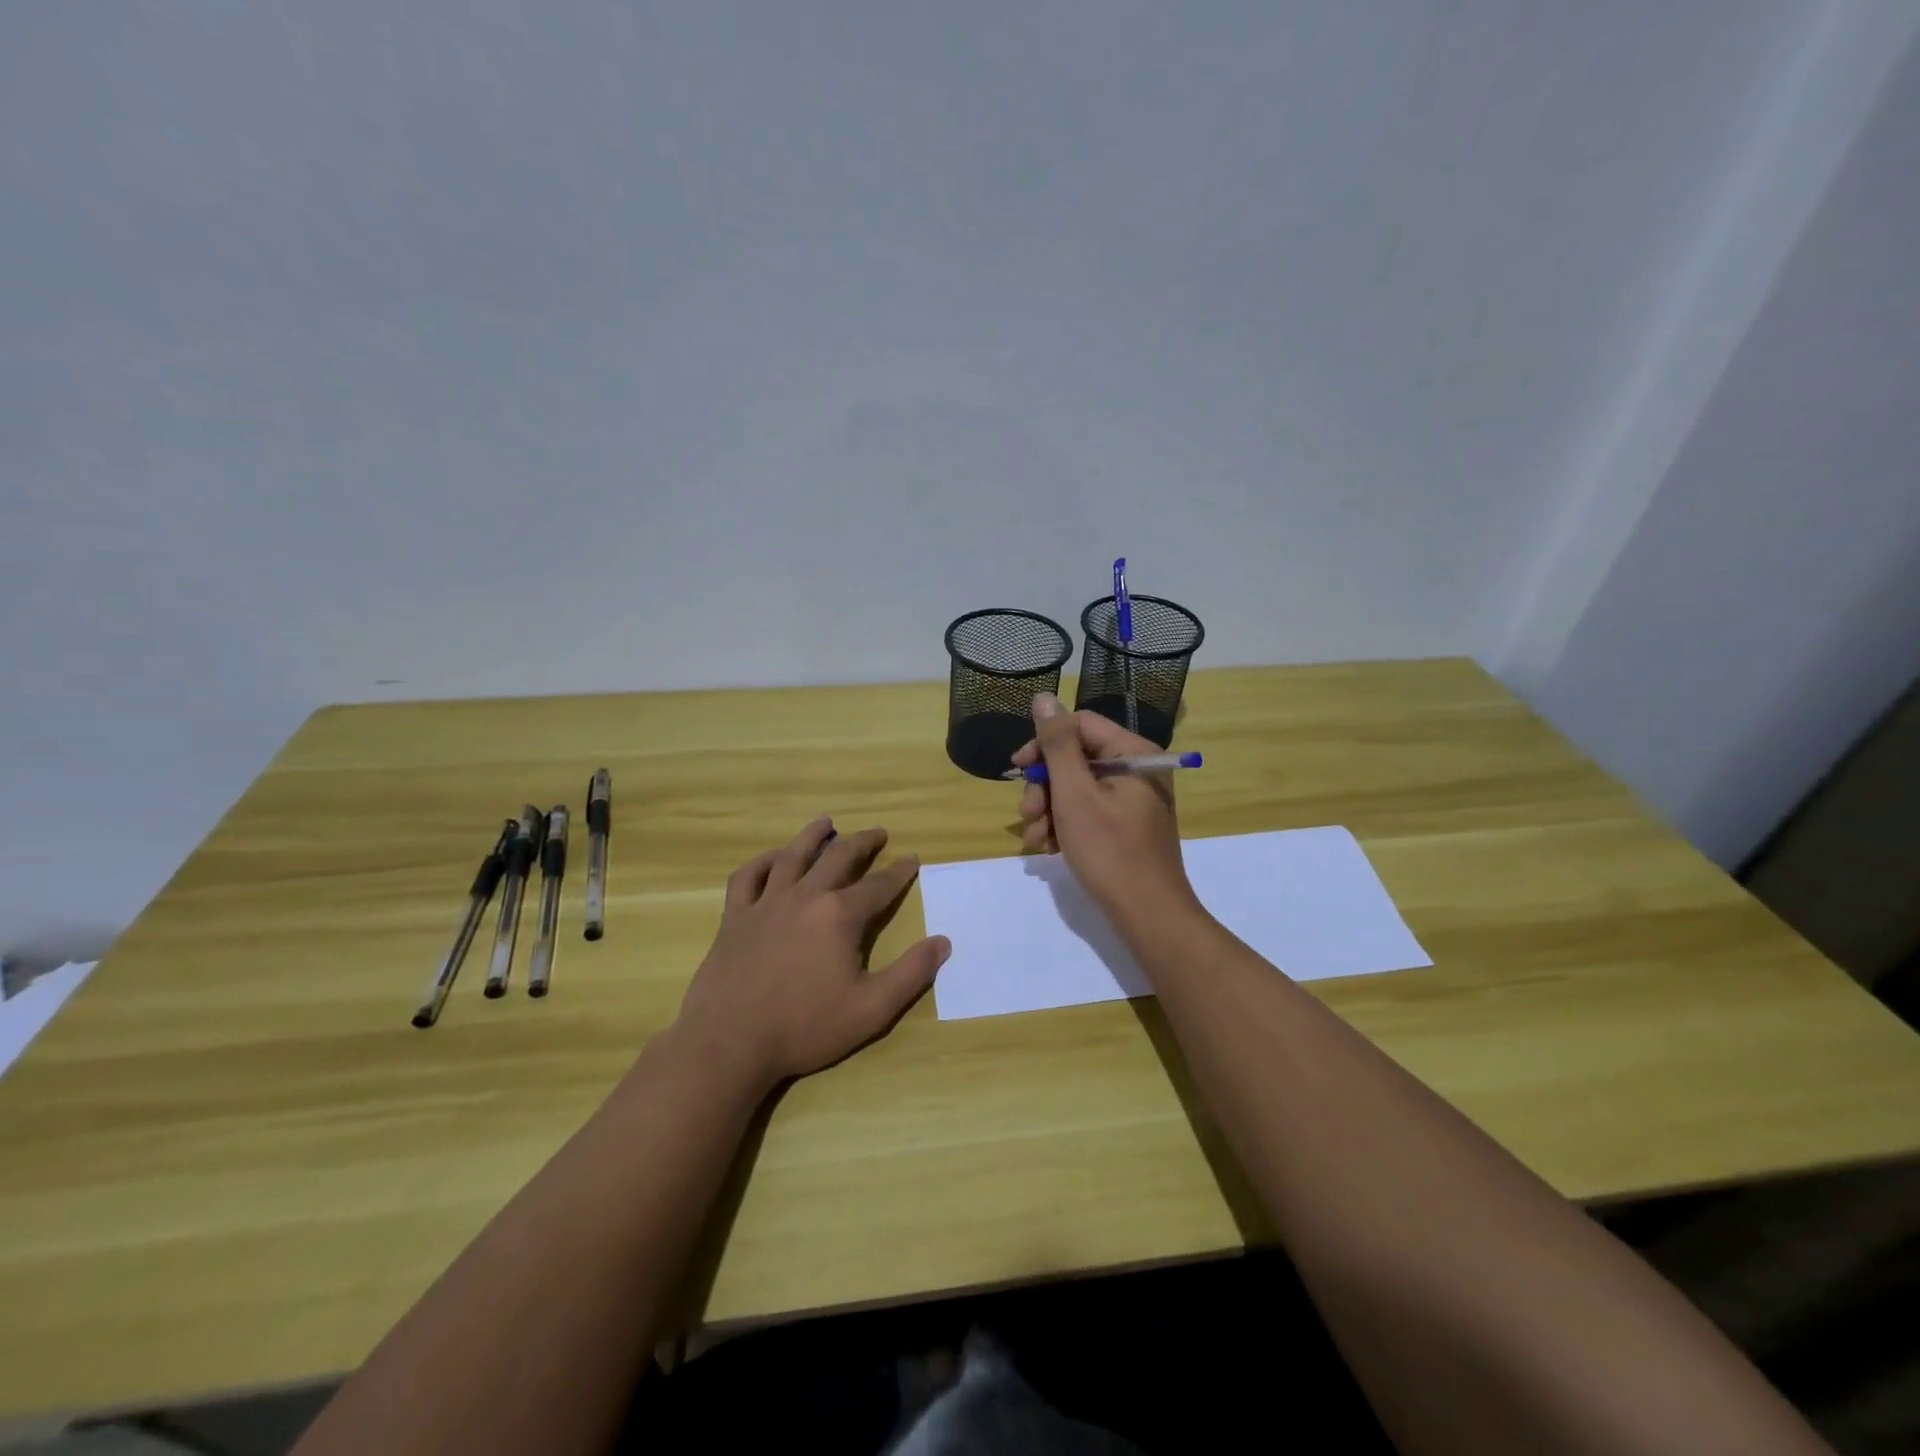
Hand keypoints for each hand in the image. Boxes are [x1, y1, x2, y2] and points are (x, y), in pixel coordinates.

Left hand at [670, 818, 949, 1094]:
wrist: (729, 1043)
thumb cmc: (805, 1027)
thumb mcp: (871, 1009)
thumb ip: (911, 973)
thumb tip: (943, 942)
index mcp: (839, 915)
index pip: (879, 885)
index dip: (900, 871)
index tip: (913, 858)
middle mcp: (805, 897)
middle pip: (838, 858)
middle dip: (862, 843)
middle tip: (877, 833)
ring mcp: (766, 903)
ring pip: (792, 856)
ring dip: (813, 836)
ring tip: (826, 823)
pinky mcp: (735, 917)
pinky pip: (747, 876)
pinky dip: (762, 861)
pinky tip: (773, 858)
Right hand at [1014, 693, 1196, 919]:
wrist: (1148, 916)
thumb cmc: (1109, 852)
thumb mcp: (1074, 794)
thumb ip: (1057, 744)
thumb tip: (1044, 698)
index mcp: (1133, 752)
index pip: (1079, 725)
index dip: (1043, 743)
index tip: (1017, 769)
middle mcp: (1137, 768)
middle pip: (1076, 758)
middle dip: (1044, 786)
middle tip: (1027, 815)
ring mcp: (1133, 798)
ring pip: (1076, 787)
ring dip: (1049, 810)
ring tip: (1037, 841)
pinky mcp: (1126, 824)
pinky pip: (1088, 810)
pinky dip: (1065, 825)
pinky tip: (1050, 849)